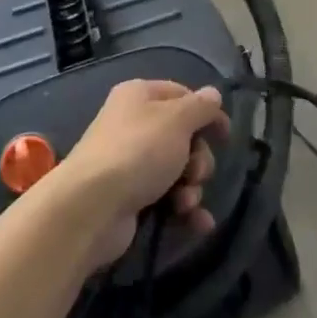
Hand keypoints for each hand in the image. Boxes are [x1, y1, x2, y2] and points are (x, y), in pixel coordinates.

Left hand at [57, 79, 229, 269]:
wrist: (92, 207)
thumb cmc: (138, 151)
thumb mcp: (177, 120)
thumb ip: (201, 107)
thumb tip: (214, 94)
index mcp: (140, 96)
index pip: (182, 95)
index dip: (207, 113)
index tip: (225, 135)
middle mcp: (133, 125)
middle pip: (183, 136)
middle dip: (199, 158)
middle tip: (194, 172)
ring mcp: (130, 163)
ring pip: (178, 170)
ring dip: (192, 187)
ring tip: (185, 202)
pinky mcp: (130, 197)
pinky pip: (167, 198)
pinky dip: (184, 209)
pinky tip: (198, 223)